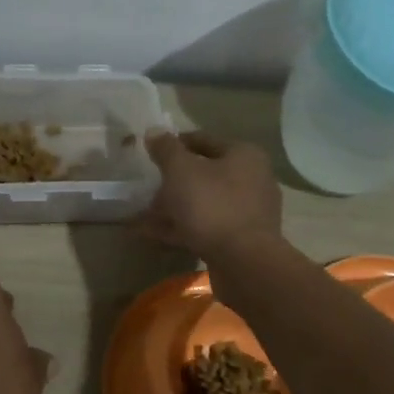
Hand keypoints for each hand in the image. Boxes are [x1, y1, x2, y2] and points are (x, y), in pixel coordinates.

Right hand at [139, 131, 283, 261]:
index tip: (150, 154)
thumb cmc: (212, 205)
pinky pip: (204, 227)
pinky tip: (151, 235)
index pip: (203, 141)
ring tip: (141, 216)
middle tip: (146, 189)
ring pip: (202, 204)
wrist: (244, 262)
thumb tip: (154, 131)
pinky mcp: (240, 240)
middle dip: (172, 183)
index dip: (174, 145)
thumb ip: (166, 149)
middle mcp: (251, 179)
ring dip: (172, 209)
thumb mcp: (181, 170)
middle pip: (204, 174)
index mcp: (243, 155)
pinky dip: (180, 229)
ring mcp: (247, 212)